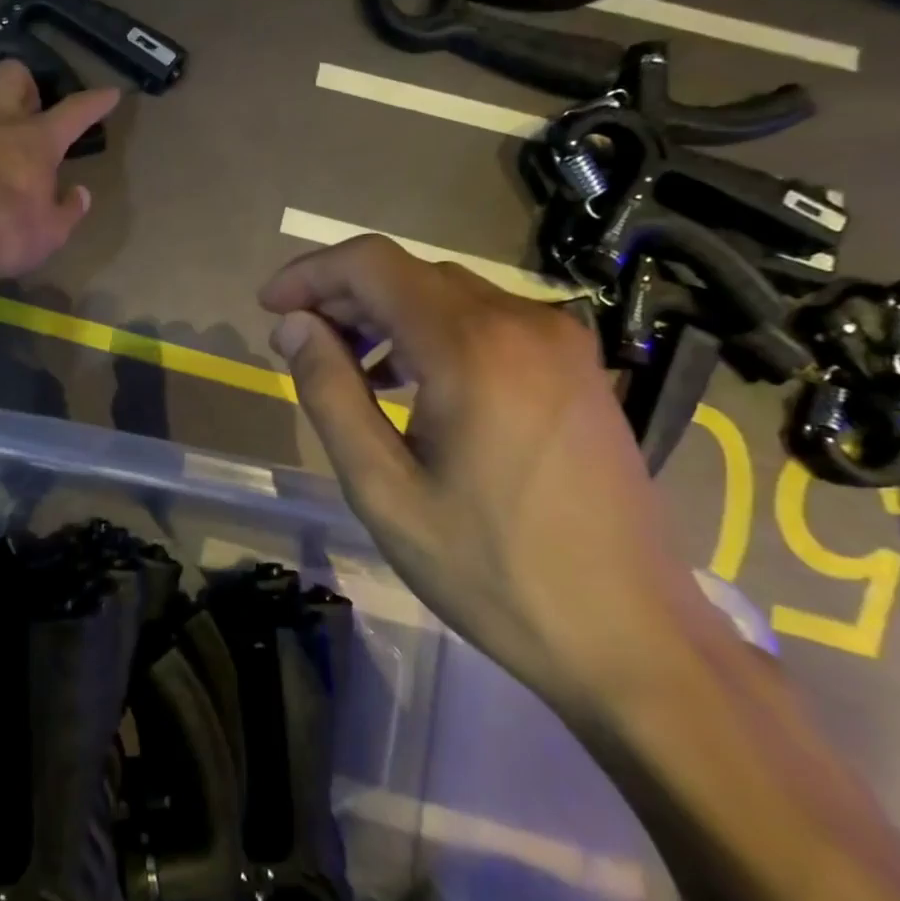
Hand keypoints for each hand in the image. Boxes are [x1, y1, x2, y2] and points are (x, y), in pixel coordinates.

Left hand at [0, 63, 119, 279]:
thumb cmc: (1, 231)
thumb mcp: (49, 234)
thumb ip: (67, 211)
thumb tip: (80, 194)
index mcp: (36, 141)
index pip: (75, 111)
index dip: (95, 101)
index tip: (109, 92)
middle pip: (12, 74)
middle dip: (23, 83)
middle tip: (26, 108)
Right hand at [260, 235, 718, 720]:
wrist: (630, 635)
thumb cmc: (492, 569)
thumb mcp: (383, 488)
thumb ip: (330, 393)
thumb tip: (294, 326)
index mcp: (472, 346)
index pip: (371, 264)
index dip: (310, 274)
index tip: (269, 308)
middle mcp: (523, 321)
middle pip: (409, 273)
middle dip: (342, 297)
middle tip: (298, 344)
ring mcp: (560, 341)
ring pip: (447, 294)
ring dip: (385, 316)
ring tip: (347, 368)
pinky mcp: (576, 367)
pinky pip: (486, 322)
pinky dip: (432, 334)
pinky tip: (411, 384)